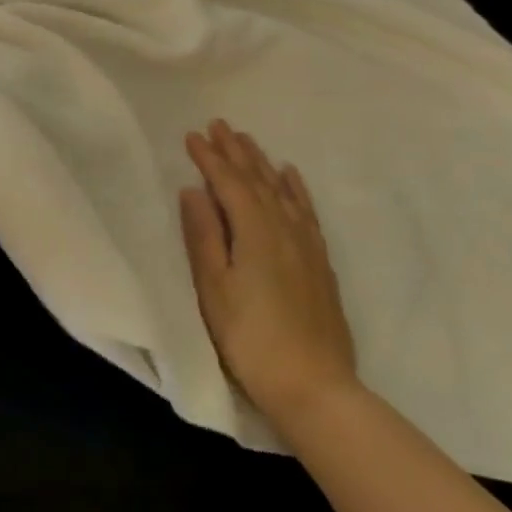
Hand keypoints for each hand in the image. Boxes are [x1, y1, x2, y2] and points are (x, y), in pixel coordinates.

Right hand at [182, 120, 358, 432]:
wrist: (314, 386)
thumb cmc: (250, 338)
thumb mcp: (214, 288)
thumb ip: (204, 236)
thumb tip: (193, 191)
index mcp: (254, 231)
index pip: (229, 183)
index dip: (209, 157)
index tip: (192, 135)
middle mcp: (284, 228)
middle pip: (257, 179)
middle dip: (236, 151)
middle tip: (219, 124)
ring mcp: (306, 244)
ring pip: (282, 190)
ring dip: (262, 162)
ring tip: (248, 140)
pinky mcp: (320, 262)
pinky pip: (306, 211)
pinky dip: (296, 188)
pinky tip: (291, 176)